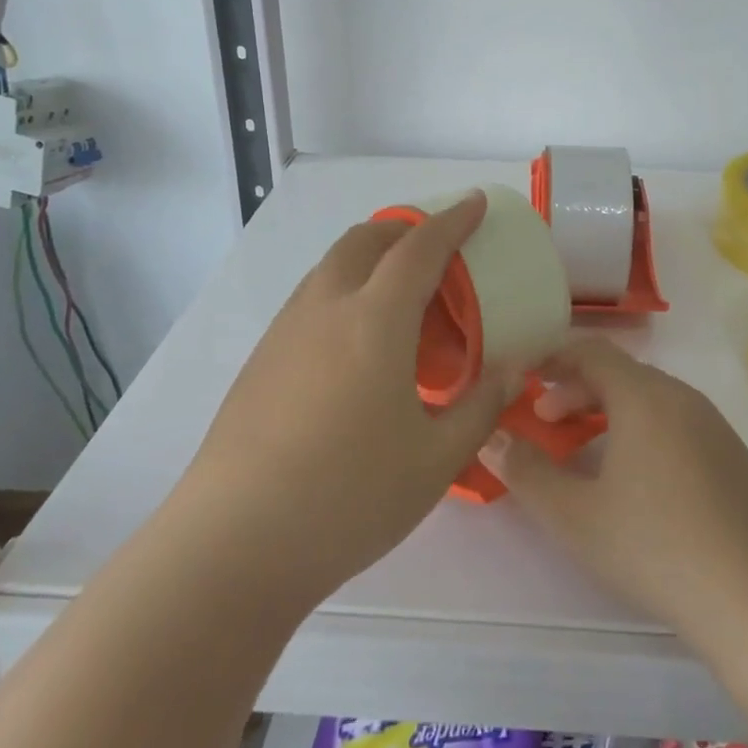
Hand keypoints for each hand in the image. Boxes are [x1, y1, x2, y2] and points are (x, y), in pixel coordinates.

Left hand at [183, 192, 511, 610]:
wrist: (234, 544)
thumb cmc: (350, 496)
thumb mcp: (436, 458)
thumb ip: (482, 405)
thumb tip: (513, 370)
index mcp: (374, 320)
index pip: (420, 247)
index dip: (453, 220)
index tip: (475, 204)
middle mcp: (325, 308)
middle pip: (365, 239)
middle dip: (405, 228)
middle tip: (439, 250)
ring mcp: (285, 332)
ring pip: (332, 267)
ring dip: (371, 259)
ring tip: (402, 299)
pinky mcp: (261, 361)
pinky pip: (312, 300)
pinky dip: (346, 292)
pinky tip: (359, 347)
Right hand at [479, 338, 747, 651]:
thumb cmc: (654, 547)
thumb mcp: (574, 515)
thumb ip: (525, 471)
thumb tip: (491, 438)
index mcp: (645, 396)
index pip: (592, 351)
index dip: (553, 358)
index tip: (524, 378)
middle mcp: (683, 397)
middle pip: (621, 374)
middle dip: (577, 391)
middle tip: (547, 423)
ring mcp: (715, 426)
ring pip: (651, 399)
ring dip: (610, 412)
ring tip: (586, 452)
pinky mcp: (734, 457)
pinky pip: (677, 423)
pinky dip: (643, 430)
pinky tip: (637, 481)